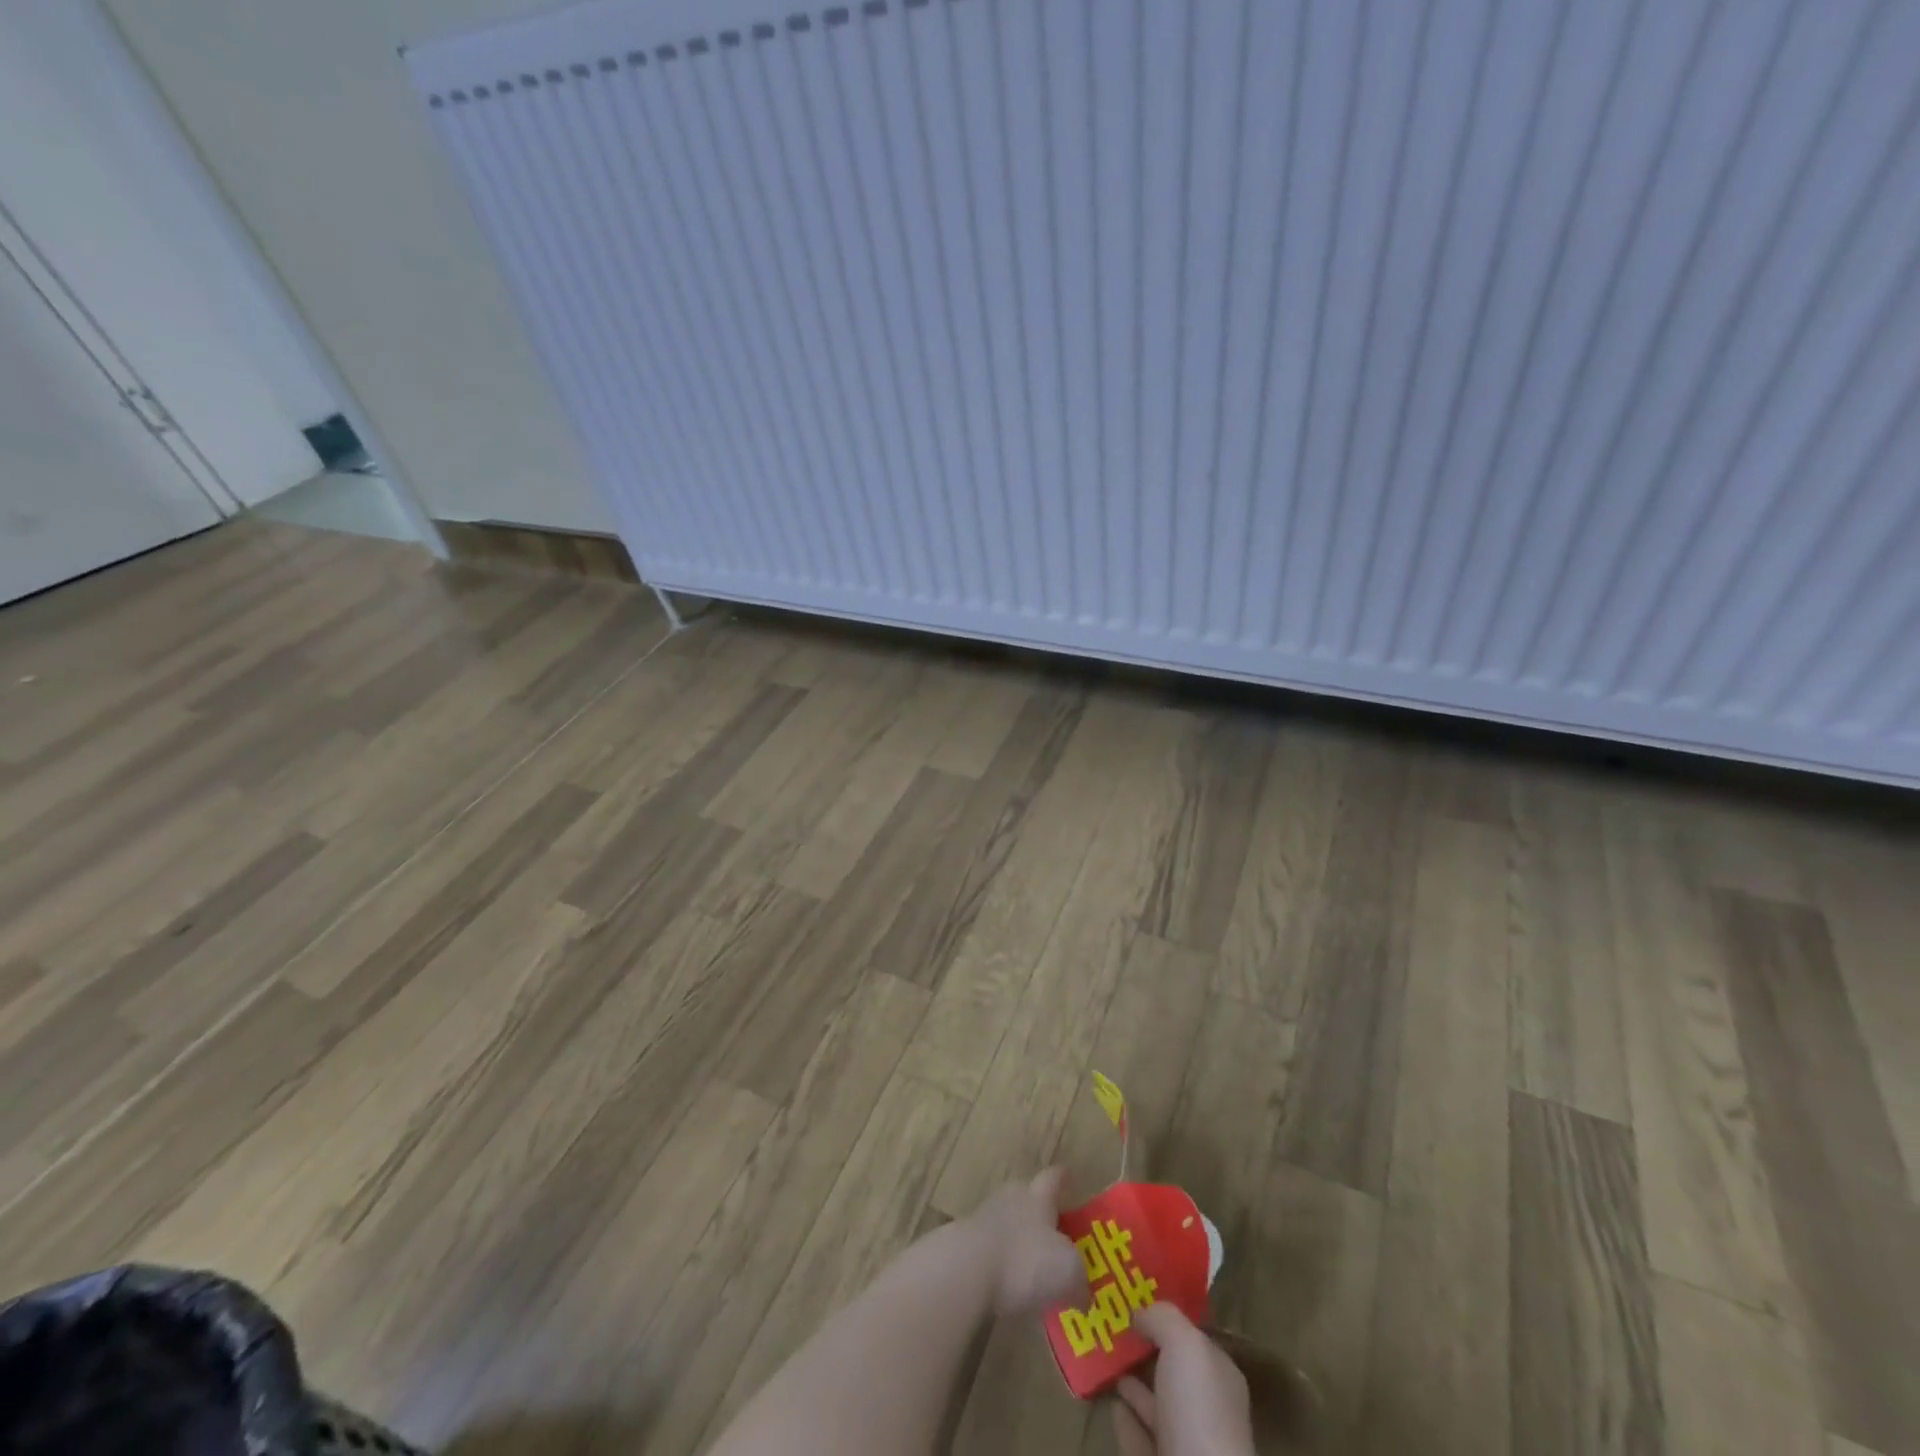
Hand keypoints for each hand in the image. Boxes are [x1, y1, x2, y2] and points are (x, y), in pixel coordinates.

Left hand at [962, 1168, 1086, 1317]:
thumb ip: (1079, 1280)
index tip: (1068, 1175)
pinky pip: (989, 1249)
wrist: (966, 1270)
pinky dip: (999, 1262)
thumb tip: (1083, 1295)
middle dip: (1038, 1211)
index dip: (1063, 1178)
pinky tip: (1007, 1284)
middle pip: (1026, 1196)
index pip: (1053, 1179)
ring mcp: (983, 1218)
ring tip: (1030, 1264)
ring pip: (1006, 1222)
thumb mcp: (1068, 1273)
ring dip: (1017, 1239)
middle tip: (1053, 1231)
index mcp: (1038, 1197)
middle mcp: (1011, 1199)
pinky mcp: (964, 1244)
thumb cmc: (1025, 1261)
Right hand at [1110, 1302, 1255, 1455]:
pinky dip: (1125, 1419)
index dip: (1166, 1321)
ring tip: (1104, 1360)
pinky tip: (1110, 1404)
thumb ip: (1163, 1318)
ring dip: (1133, 1385)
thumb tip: (1139, 1313)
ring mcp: (1186, 1444)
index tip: (1134, 1302)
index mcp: (1220, 1377)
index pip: (1193, 1340)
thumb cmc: (1198, 1411)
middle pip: (1172, 1372)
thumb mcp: (1184, 1344)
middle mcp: (1207, 1410)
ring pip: (1156, 1406)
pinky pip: (1139, 1436)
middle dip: (1145, 1351)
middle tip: (1111, 1327)